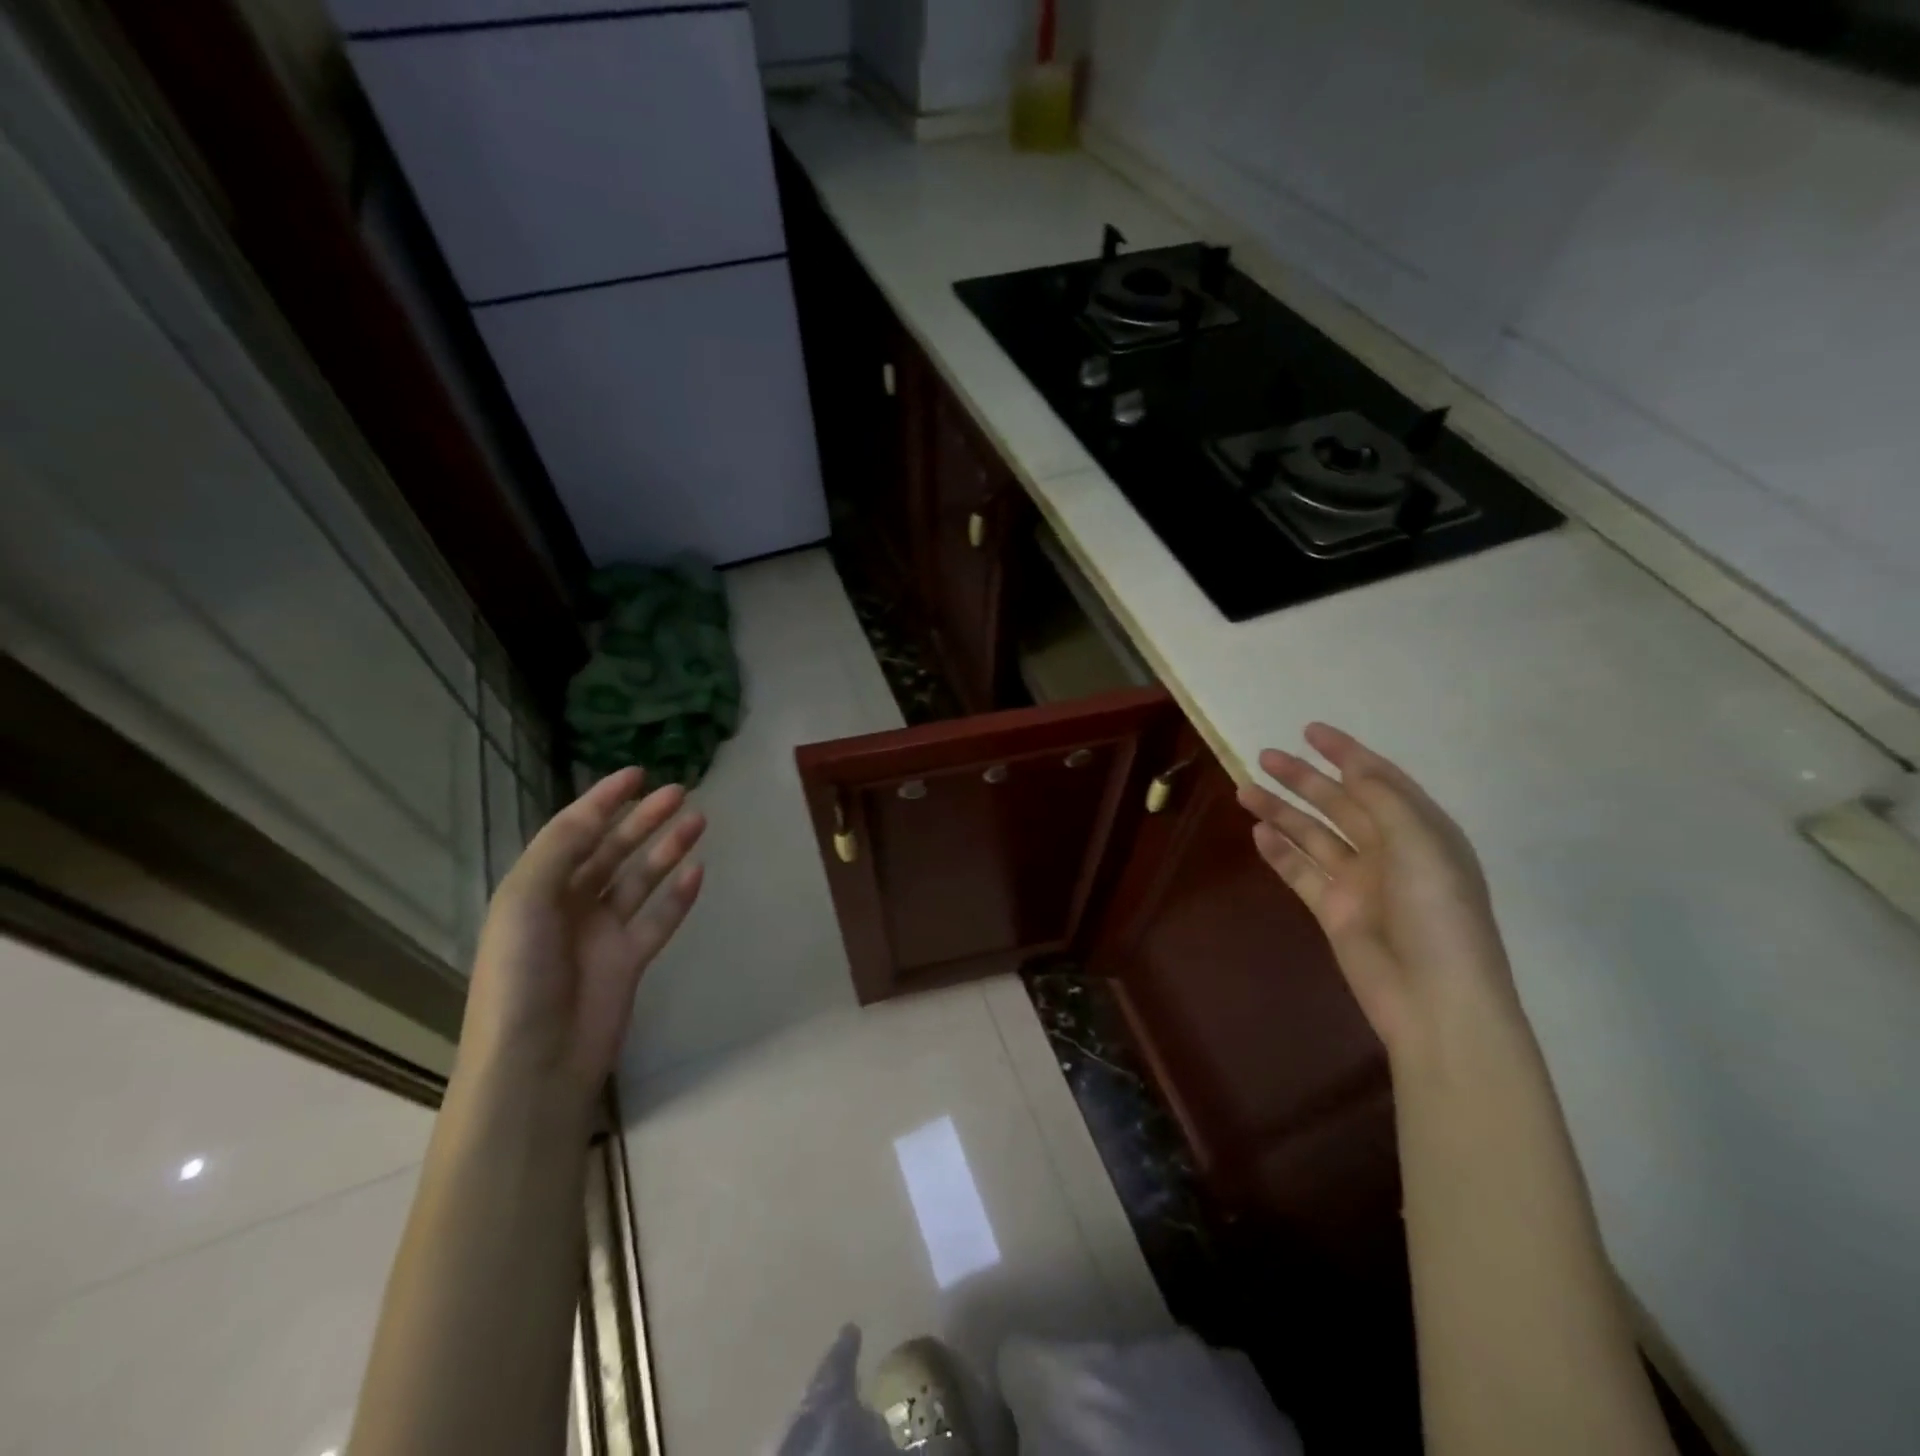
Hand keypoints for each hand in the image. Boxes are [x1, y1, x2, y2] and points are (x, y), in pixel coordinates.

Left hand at [457, 769, 705, 1111]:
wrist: (534, 1062)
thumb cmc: (520, 975)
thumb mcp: (525, 901)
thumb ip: (561, 850)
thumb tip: (598, 812)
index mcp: (537, 888)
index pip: (574, 831)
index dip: (603, 800)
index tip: (638, 772)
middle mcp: (570, 904)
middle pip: (613, 850)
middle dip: (644, 819)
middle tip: (680, 792)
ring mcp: (602, 934)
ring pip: (641, 879)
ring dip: (667, 849)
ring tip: (699, 821)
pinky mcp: (631, 961)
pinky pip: (659, 919)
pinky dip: (679, 896)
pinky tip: (698, 872)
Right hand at [1237, 723, 1515, 1058]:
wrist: (1433, 999)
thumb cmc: (1436, 914)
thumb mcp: (1419, 845)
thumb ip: (1382, 801)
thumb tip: (1353, 767)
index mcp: (1420, 831)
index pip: (1379, 780)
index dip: (1346, 754)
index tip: (1311, 731)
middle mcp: (1389, 851)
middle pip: (1339, 804)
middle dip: (1304, 779)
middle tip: (1265, 756)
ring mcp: (1360, 882)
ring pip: (1313, 835)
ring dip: (1282, 812)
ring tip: (1245, 790)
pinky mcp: (1334, 911)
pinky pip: (1301, 872)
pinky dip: (1280, 853)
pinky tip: (1258, 834)